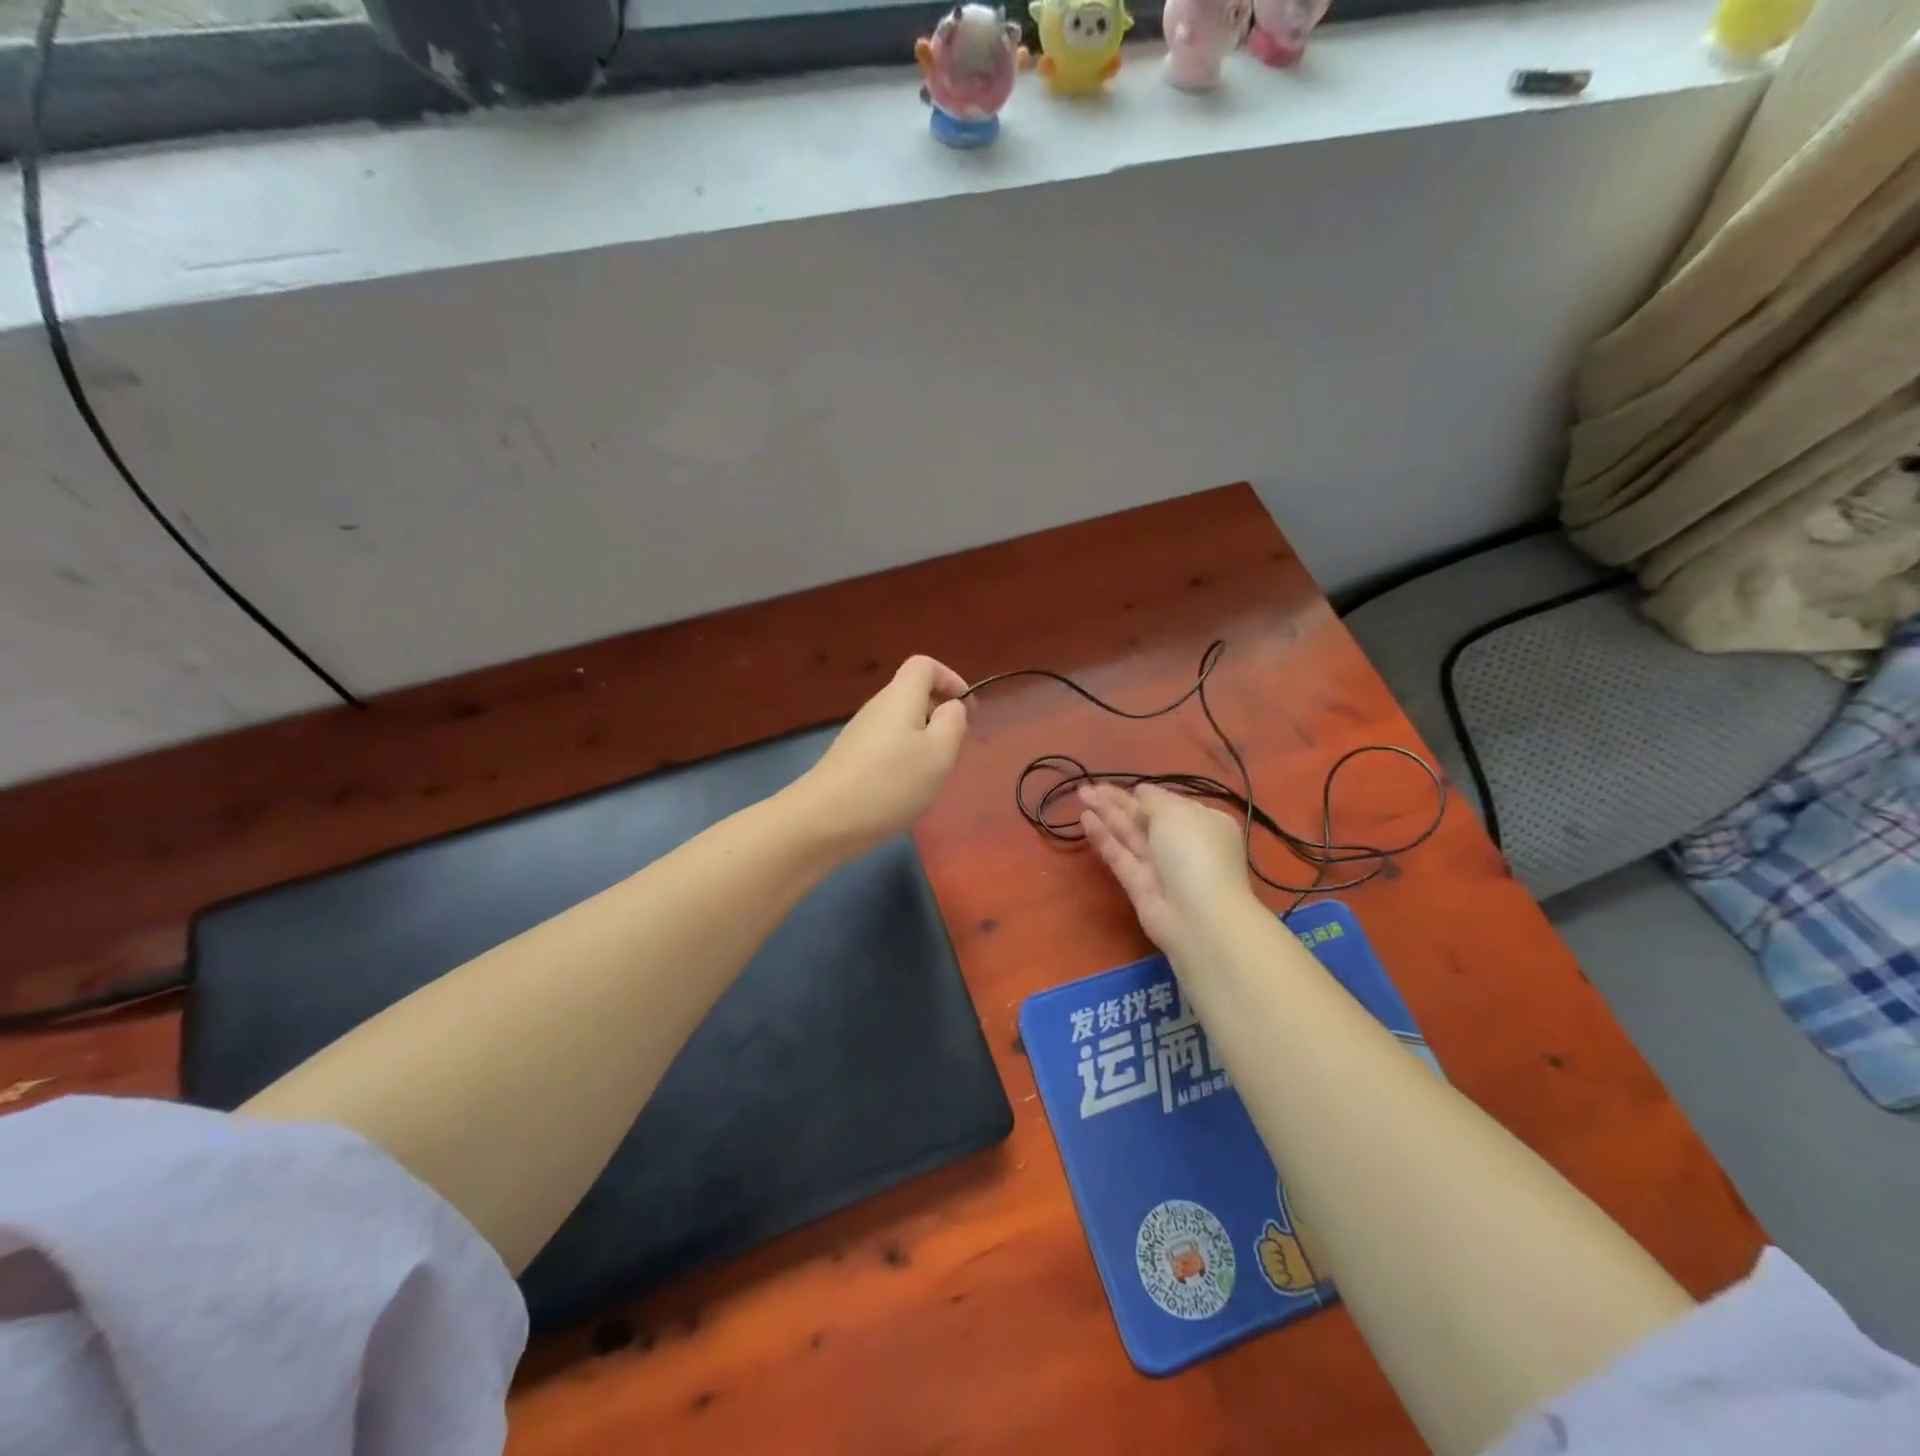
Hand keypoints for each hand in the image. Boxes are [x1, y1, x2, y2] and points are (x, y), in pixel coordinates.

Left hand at [794, 656, 969, 857]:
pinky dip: (904, 757)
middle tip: (954, 746)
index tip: (966, 709)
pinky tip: (905, 789)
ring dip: (923, 738)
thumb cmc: (890, 783)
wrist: (824, 820)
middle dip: (940, 713)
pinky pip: (886, 744)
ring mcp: (860, 733)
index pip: (924, 665)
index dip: (950, 678)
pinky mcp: (850, 758)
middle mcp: (877, 707)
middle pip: (912, 693)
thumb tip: (952, 707)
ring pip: (901, 722)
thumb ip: (953, 723)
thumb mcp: (938, 753)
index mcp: (900, 697)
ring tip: (932, 772)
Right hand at [1078, 783, 1253, 955]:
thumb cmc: (1194, 852)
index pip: (1170, 803)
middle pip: (1145, 817)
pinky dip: (1103, 837)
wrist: (1198, 916)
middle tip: (1088, 787)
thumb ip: (1153, 800)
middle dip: (1118, 800)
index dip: (1146, 794)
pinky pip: (1119, 854)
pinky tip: (1085, 818)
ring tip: (1081, 794)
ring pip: (1129, 834)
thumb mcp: (1176, 813)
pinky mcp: (1139, 884)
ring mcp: (1160, 865)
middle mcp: (1182, 842)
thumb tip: (1141, 793)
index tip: (1125, 785)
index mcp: (1203, 822)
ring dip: (1106, 814)